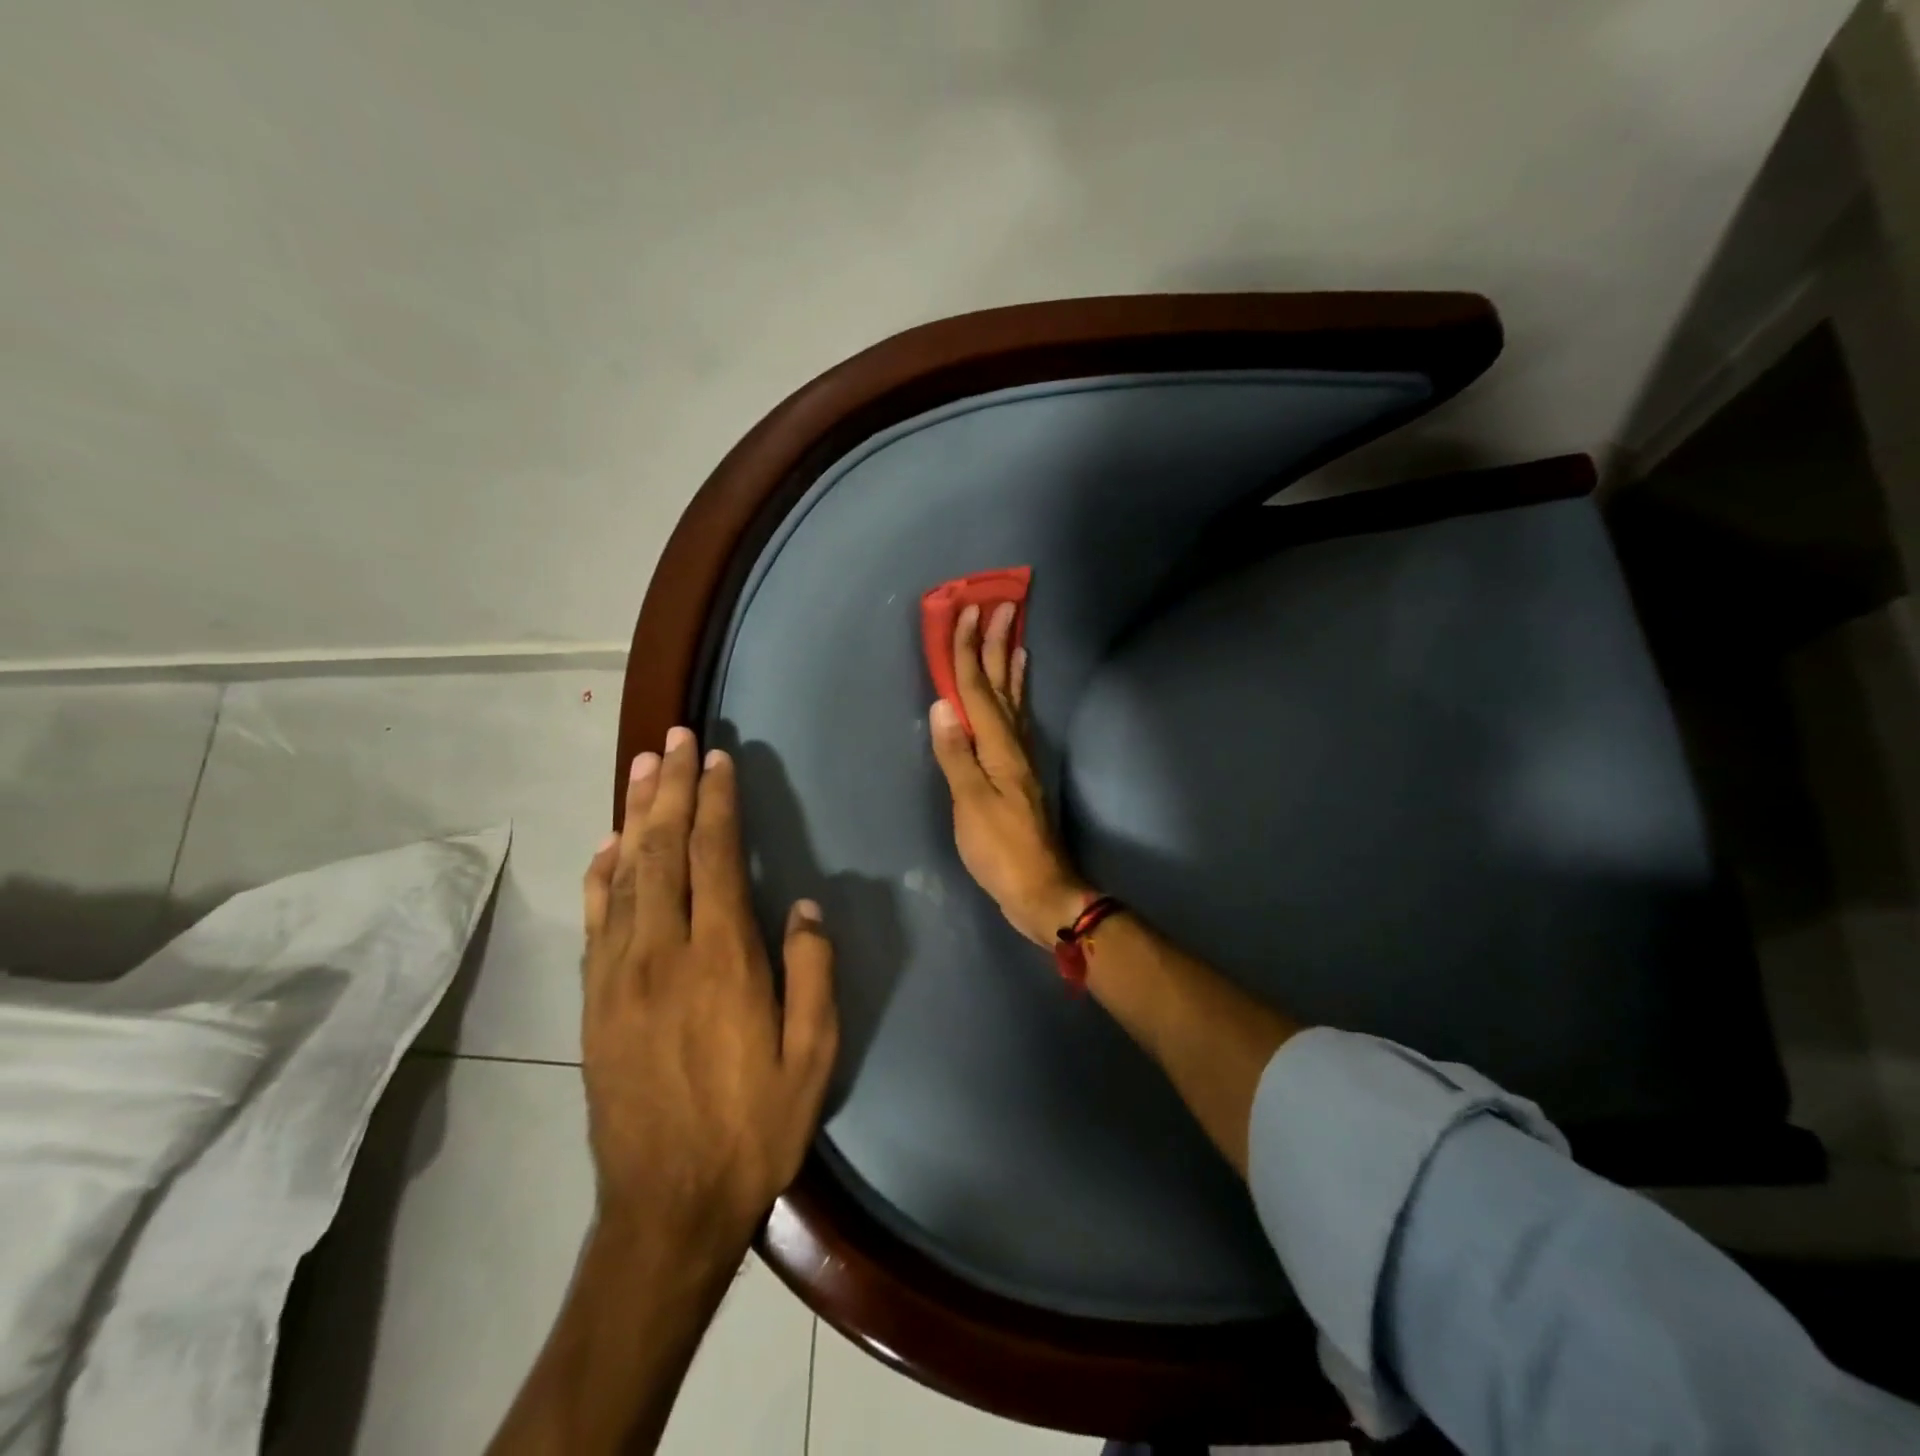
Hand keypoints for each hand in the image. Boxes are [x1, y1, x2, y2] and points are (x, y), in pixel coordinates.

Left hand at [581, 727, 838, 1257]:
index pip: (716, 858)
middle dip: (671, 789)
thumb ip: (812, 974)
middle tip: (673, 739)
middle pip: (663, 850)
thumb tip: (805, 909)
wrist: (666, 1206)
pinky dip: (599, 873)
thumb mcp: (812, 1057)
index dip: (717, 803)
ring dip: (634, 814)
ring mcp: (620, 974)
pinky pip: (595, 919)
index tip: (717, 759)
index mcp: (722, 960)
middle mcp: (664, 952)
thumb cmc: (752, 1127)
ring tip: (641, 767)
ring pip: (624, 874)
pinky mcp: (594, 999)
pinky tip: (606, 844)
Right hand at [929, 602, 1090, 945]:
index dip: (968, 651)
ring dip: (1010, 666)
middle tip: (1000, 607)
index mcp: (997, 748)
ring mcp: (1020, 758)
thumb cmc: (999, 849)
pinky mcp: (1021, 773)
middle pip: (1002, 686)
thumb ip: (956, 755)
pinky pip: (1017, 721)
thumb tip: (943, 705)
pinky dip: (1015, 699)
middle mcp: (1013, 744)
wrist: (1039, 887)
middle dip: (996, 646)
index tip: (967, 613)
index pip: (978, 690)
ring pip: (1013, 700)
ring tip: (1014, 637)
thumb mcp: (971, 804)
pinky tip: (1015, 696)